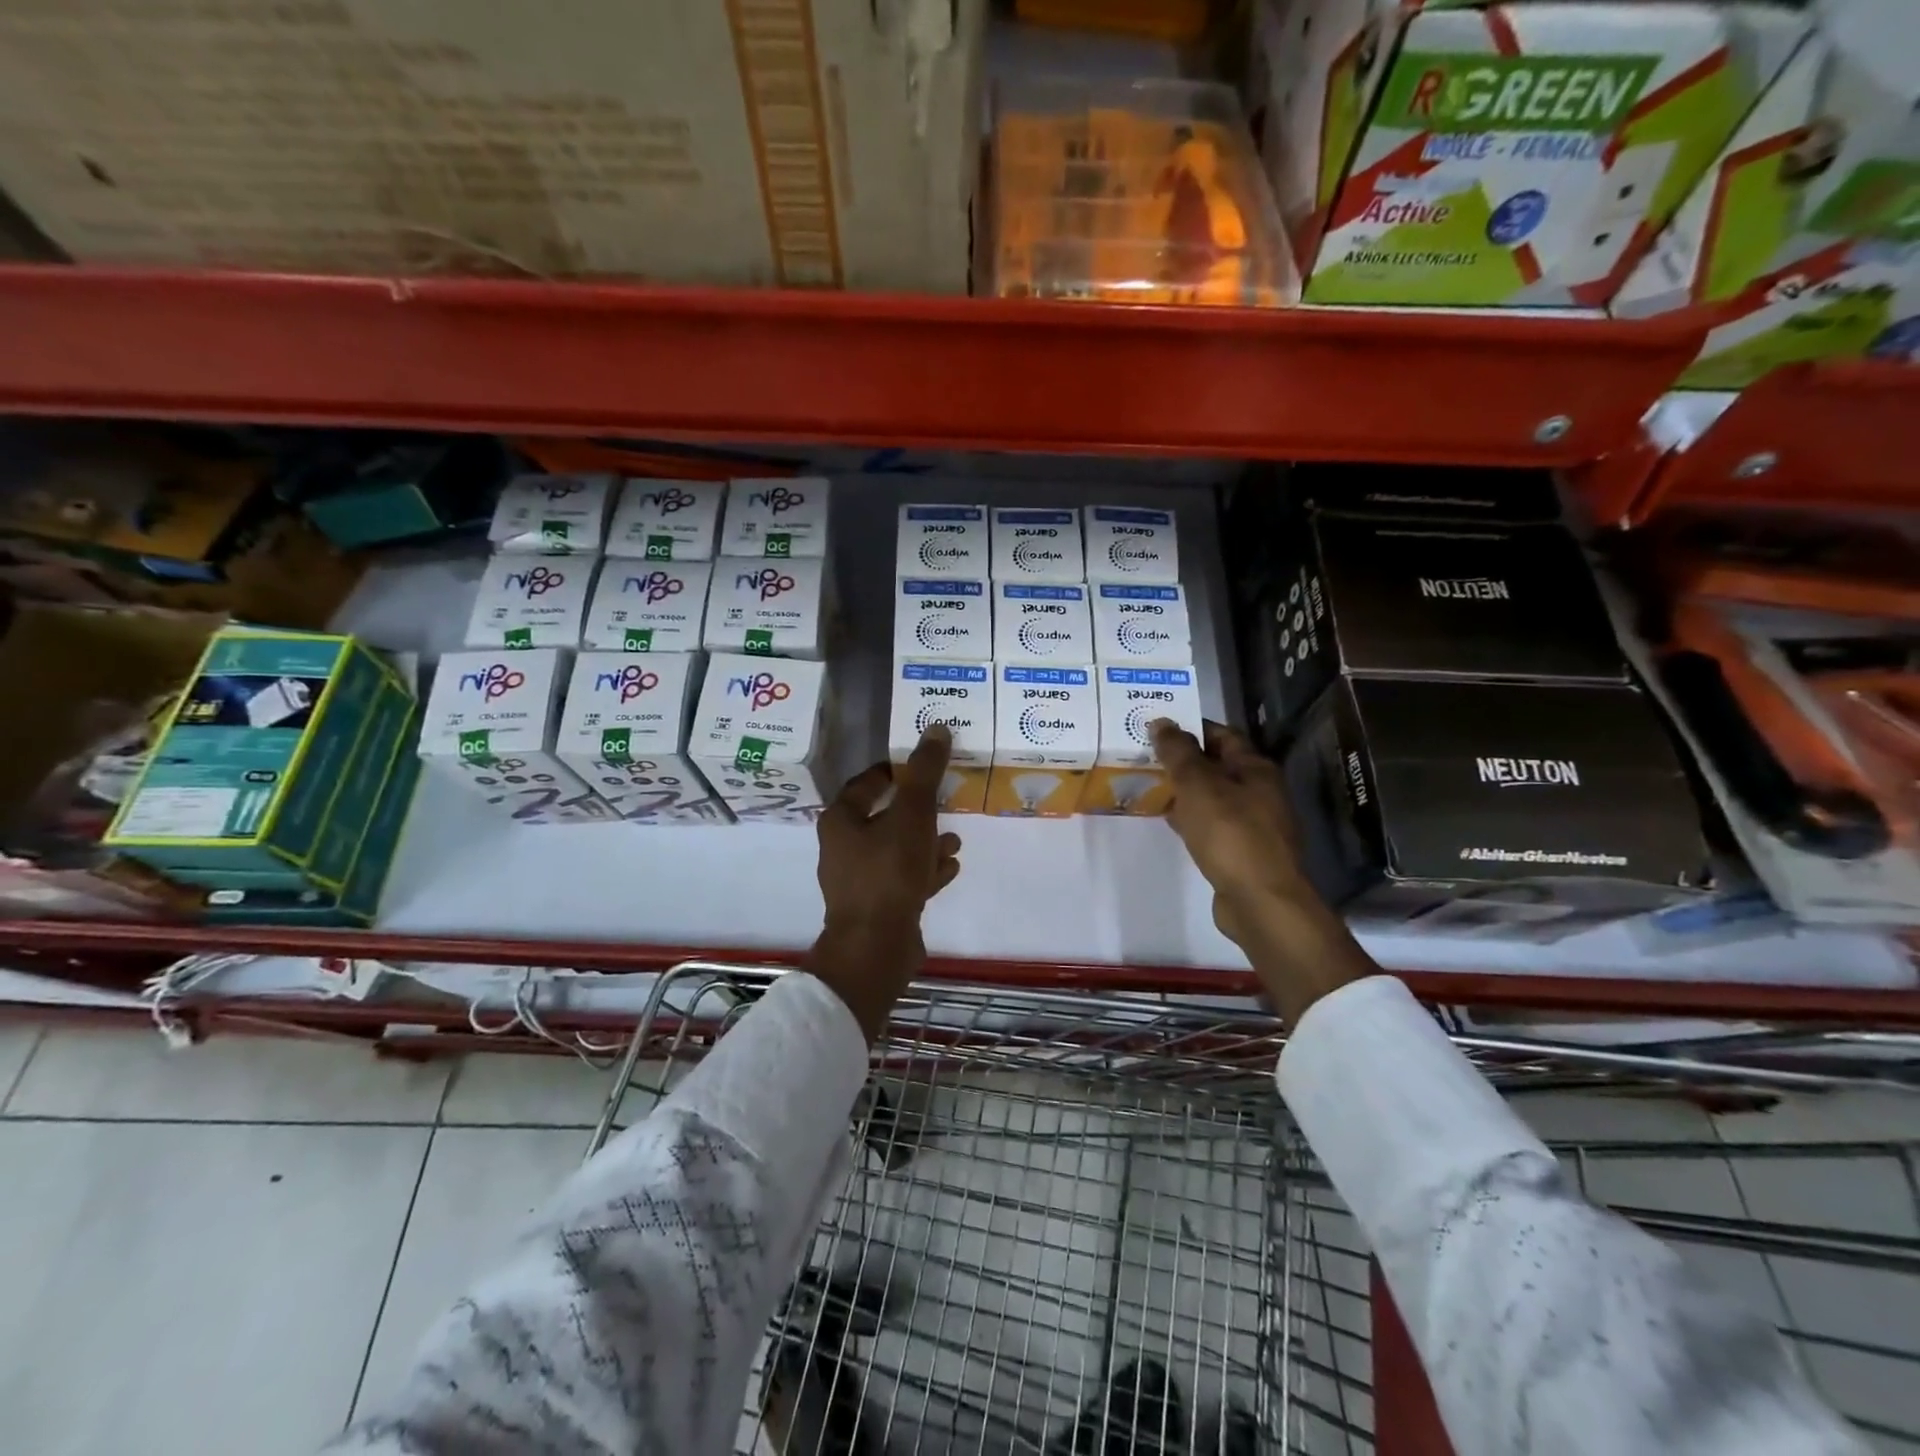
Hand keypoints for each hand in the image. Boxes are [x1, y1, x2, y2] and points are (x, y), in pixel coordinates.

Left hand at [807, 724, 962, 1040]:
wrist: (876, 947)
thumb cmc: (889, 872)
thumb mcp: (912, 814)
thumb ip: (925, 773)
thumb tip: (936, 728)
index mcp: (841, 821)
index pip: (866, 783)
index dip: (894, 771)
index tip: (922, 766)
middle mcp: (844, 848)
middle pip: (883, 817)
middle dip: (916, 810)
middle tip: (945, 800)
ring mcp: (860, 880)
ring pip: (896, 850)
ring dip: (925, 842)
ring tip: (954, 838)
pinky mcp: (877, 907)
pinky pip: (904, 879)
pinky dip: (925, 870)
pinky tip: (950, 867)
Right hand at [1152, 720, 1372, 1021]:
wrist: (1259, 900)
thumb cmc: (1230, 834)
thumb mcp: (1198, 785)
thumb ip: (1178, 752)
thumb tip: (1162, 722)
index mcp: (1255, 769)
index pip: (1221, 735)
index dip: (1189, 729)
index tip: (1155, 728)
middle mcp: (1260, 792)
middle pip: (1217, 766)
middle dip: (1182, 761)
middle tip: (1144, 756)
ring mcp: (1254, 824)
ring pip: (1213, 797)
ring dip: (1184, 791)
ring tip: (1148, 785)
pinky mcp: (1243, 851)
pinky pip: (1212, 824)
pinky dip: (1190, 817)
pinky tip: (1168, 821)